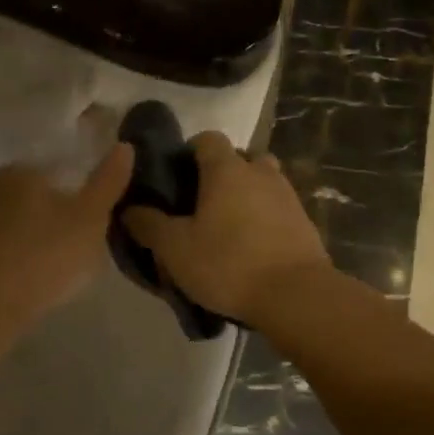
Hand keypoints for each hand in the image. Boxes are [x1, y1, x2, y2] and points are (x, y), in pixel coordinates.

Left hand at [0, 144, 133, 323]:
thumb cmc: (45, 250)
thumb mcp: (90, 215)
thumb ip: (108, 181)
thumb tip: (125, 145)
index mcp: (24, 174)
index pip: (59, 165)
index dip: (83, 179)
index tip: (105, 199)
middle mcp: (1, 194)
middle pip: (47, 197)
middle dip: (70, 210)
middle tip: (100, 229)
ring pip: (36, 226)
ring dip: (57, 237)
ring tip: (85, 255)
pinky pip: (26, 252)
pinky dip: (43, 259)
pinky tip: (59, 274)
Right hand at [123, 132, 330, 322]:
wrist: (296, 296)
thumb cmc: (228, 264)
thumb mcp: (175, 249)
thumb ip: (149, 225)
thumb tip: (129, 209)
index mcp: (227, 169)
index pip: (207, 138)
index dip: (189, 152)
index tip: (176, 178)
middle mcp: (260, 172)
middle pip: (239, 157)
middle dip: (221, 173)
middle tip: (201, 204)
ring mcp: (287, 195)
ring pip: (262, 182)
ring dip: (245, 195)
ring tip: (227, 226)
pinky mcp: (304, 222)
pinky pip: (277, 208)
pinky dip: (264, 218)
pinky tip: (251, 247)